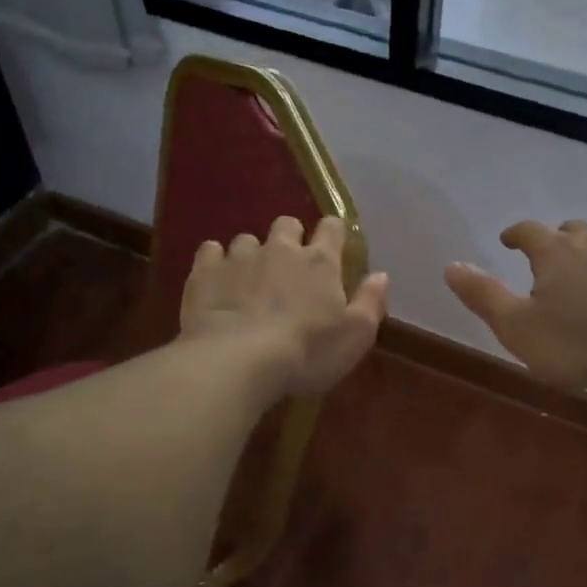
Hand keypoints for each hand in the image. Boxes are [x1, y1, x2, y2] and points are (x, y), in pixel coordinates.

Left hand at [181, 216, 388, 397]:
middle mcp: (280, 249)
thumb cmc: (306, 352)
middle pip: (287, 225)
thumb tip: (381, 275)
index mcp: (320, 262)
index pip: (332, 228)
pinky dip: (214, 262)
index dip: (333, 233)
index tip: (332, 247)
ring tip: (248, 281)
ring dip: (251, 254)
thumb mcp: (354, 337)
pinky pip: (209, 251)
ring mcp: (239, 257)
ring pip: (246, 239)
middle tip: (287, 268)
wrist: (237, 361)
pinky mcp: (205, 271)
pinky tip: (215, 281)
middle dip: (289, 239)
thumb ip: (371, 302)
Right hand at [444, 220, 586, 392]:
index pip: (528, 230)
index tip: (507, 241)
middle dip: (556, 240)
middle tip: (546, 258)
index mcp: (555, 251)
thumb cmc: (577, 342)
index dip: (515, 234)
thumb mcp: (517, 327)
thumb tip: (451, 266)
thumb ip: (483, 296)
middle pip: (571, 231)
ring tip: (583, 276)